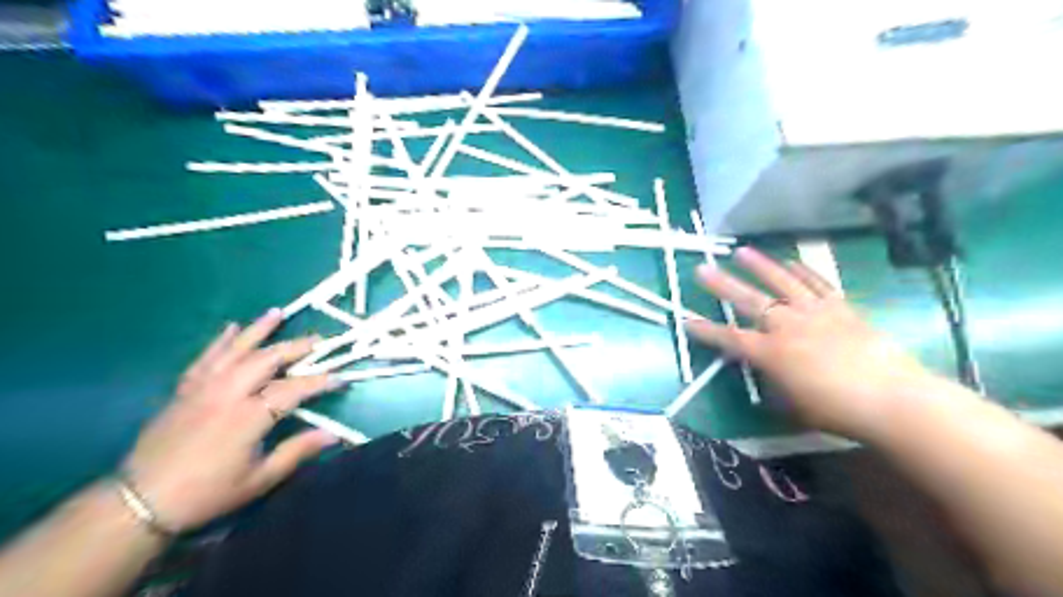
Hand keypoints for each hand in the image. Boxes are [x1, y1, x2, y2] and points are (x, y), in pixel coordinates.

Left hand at [124, 308, 339, 531]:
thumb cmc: (207, 493)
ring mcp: (203, 388)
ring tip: (278, 313)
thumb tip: (335, 435)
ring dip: (259, 330)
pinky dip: (221, 341)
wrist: (139, 503)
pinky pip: (206, 358)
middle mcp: (228, 393)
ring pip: (236, 350)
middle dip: (297, 348)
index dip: (320, 382)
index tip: (341, 377)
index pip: (294, 389)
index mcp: (249, 417)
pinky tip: (232, 327)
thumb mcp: (259, 479)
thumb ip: (297, 451)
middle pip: (267, 359)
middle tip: (320, 341)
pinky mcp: (185, 390)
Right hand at [689, 246, 932, 437]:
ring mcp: (816, 313)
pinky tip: (791, 262)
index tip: (686, 320)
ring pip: (782, 283)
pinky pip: (819, 285)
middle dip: (722, 285)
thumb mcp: (793, 404)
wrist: (893, 400)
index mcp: (771, 354)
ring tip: (741, 251)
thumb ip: (773, 382)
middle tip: (702, 269)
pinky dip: (803, 272)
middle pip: (749, 301)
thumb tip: (764, 372)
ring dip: (760, 266)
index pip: (730, 338)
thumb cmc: (837, 410)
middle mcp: (788, 327)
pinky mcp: (842, 309)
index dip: (706, 331)